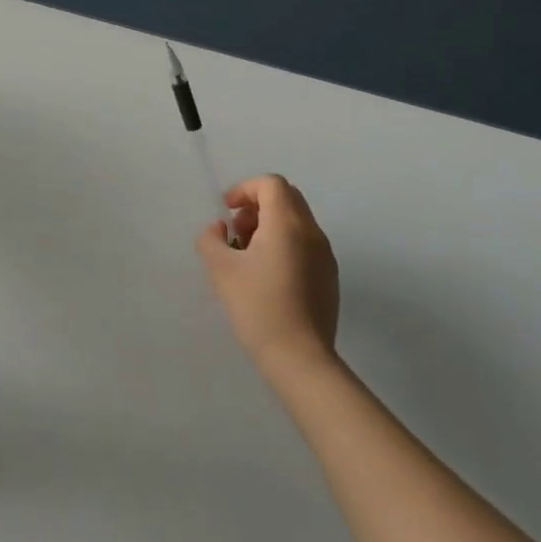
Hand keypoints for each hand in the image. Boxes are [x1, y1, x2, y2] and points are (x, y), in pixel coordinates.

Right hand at [197, 175, 340, 379]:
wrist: (299, 357)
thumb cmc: (257, 306)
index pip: (271, 184)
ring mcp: (325, 255)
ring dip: (270, 225)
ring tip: (247, 255)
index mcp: (287, 223)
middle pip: (287, 198)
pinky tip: (266, 275)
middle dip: (257, 205)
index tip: (227, 211)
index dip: (245, 189)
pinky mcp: (329, 277)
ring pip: (297, 221)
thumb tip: (219, 229)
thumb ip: (210, 239)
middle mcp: (312, 232)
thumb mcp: (220, 270)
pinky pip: (305, 244)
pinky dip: (284, 244)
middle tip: (236, 231)